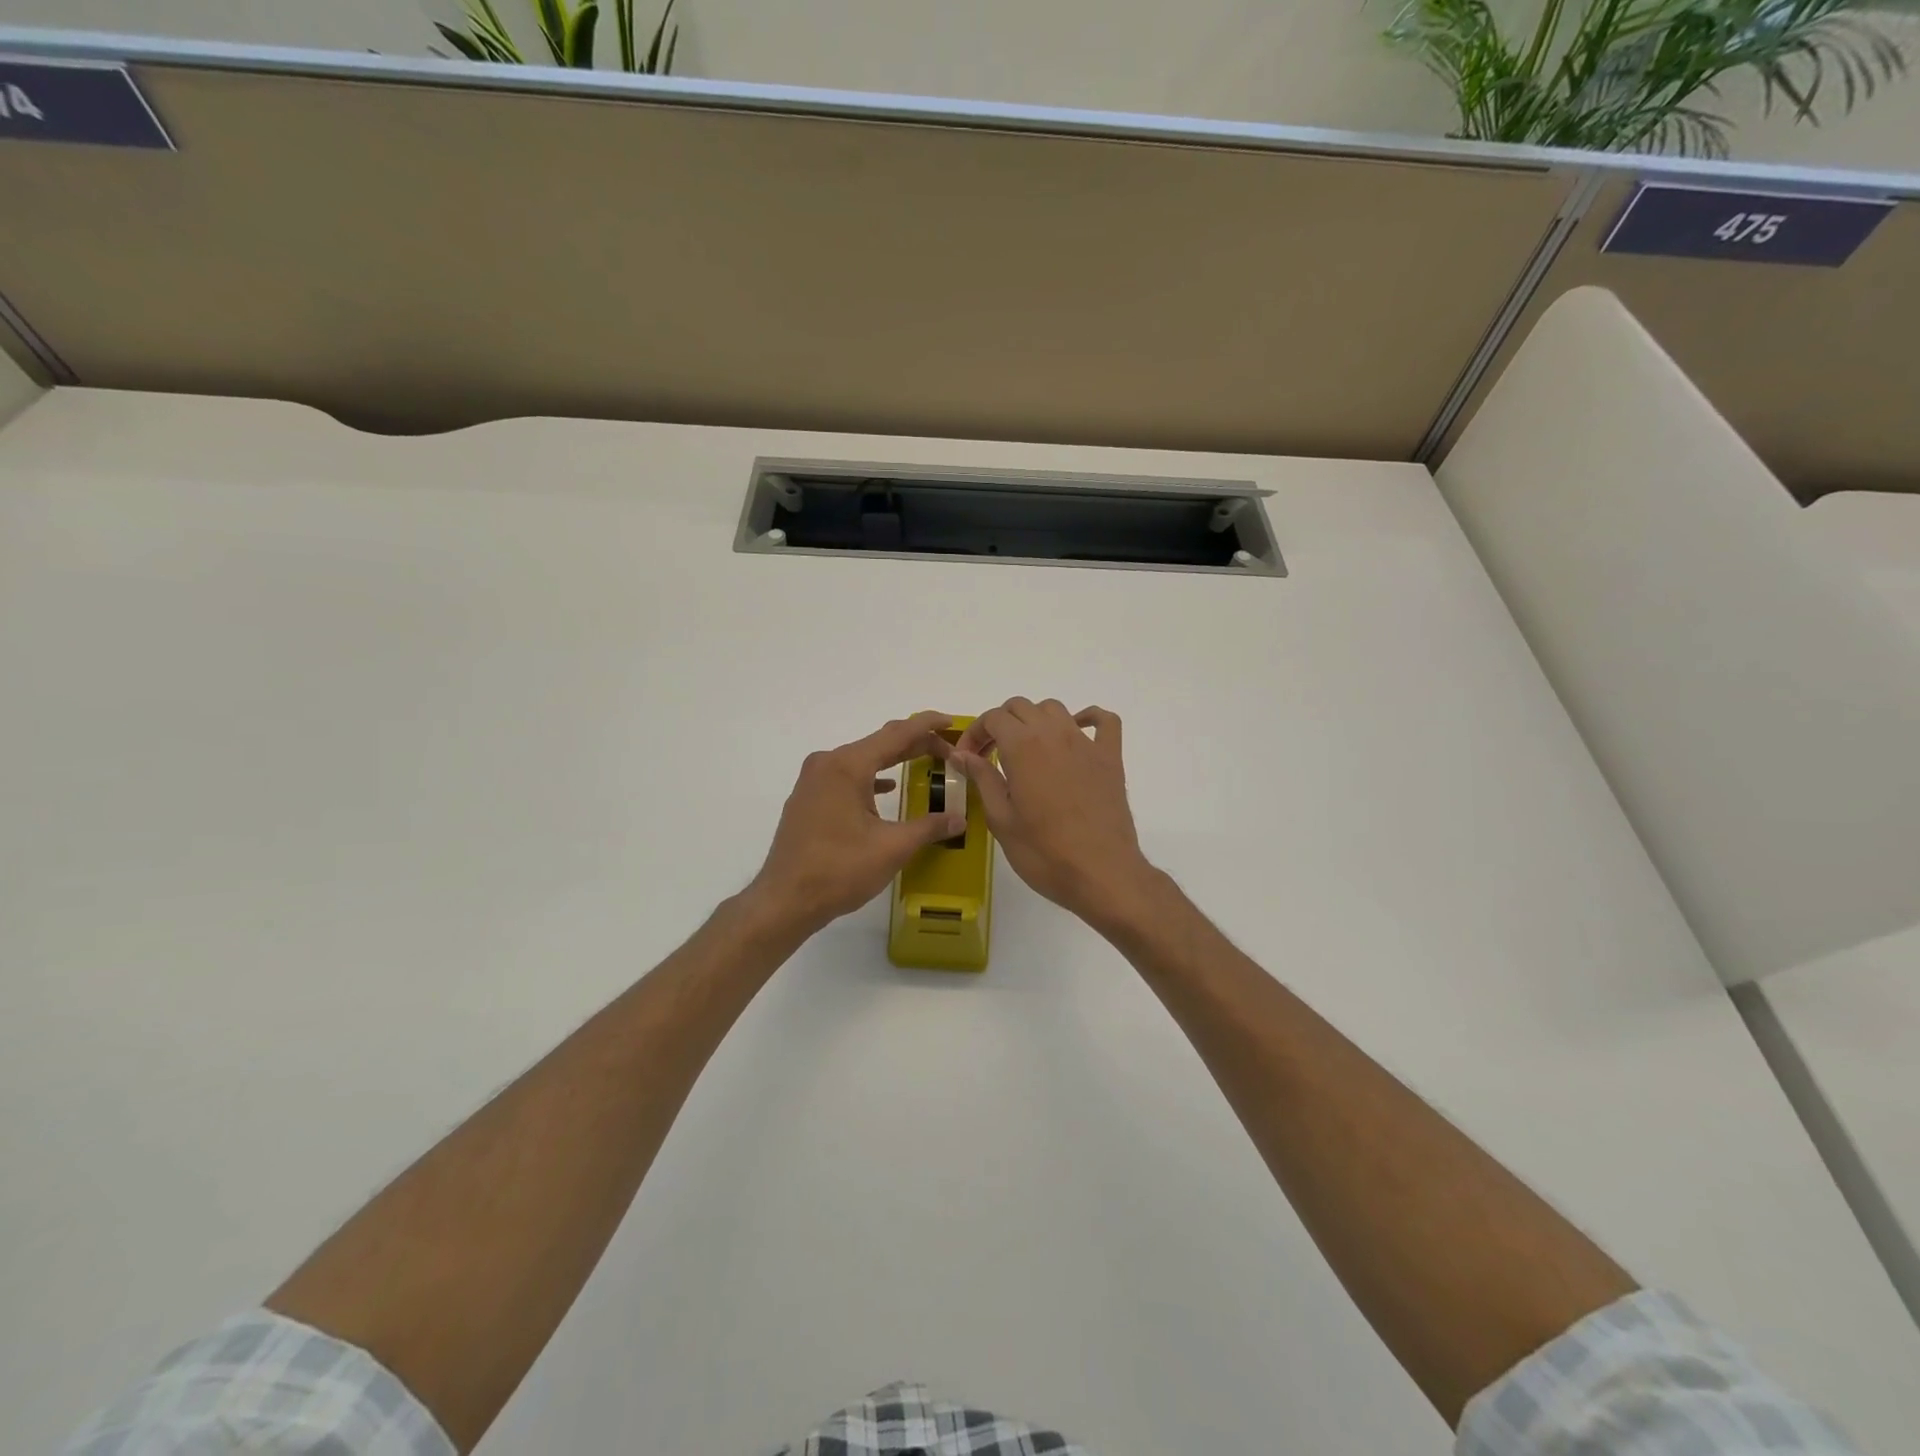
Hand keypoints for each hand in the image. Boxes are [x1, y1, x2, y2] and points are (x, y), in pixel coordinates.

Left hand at [747, 712, 968, 935]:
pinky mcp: (808, 798)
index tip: (952, 722)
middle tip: (948, 749)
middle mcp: (828, 763)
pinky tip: (888, 789)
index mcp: (848, 766)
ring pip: (862, 759)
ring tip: (925, 763)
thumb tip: (960, 819)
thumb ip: (929, 827)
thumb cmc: (839, 870)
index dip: (927, 726)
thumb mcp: (892, 847)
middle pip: (879, 743)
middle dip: (915, 744)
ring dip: (893, 760)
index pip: (896, 734)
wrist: (785, 900)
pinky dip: (872, 778)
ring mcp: (814, 781)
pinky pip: (847, 777)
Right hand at [952, 698, 1157, 927]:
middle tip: (991, 756)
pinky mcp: (1111, 758)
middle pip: (1022, 707)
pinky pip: (1104, 722)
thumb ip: (982, 779)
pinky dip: (1088, 719)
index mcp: (1022, 747)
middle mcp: (1054, 734)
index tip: (968, 757)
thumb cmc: (1044, 853)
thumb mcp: (1001, 819)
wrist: (1101, 873)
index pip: (993, 717)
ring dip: (1035, 721)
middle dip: (1001, 724)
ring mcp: (1086, 743)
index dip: (975, 733)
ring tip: (1026, 750)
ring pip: (1055, 709)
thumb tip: (962, 754)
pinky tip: (1076, 734)